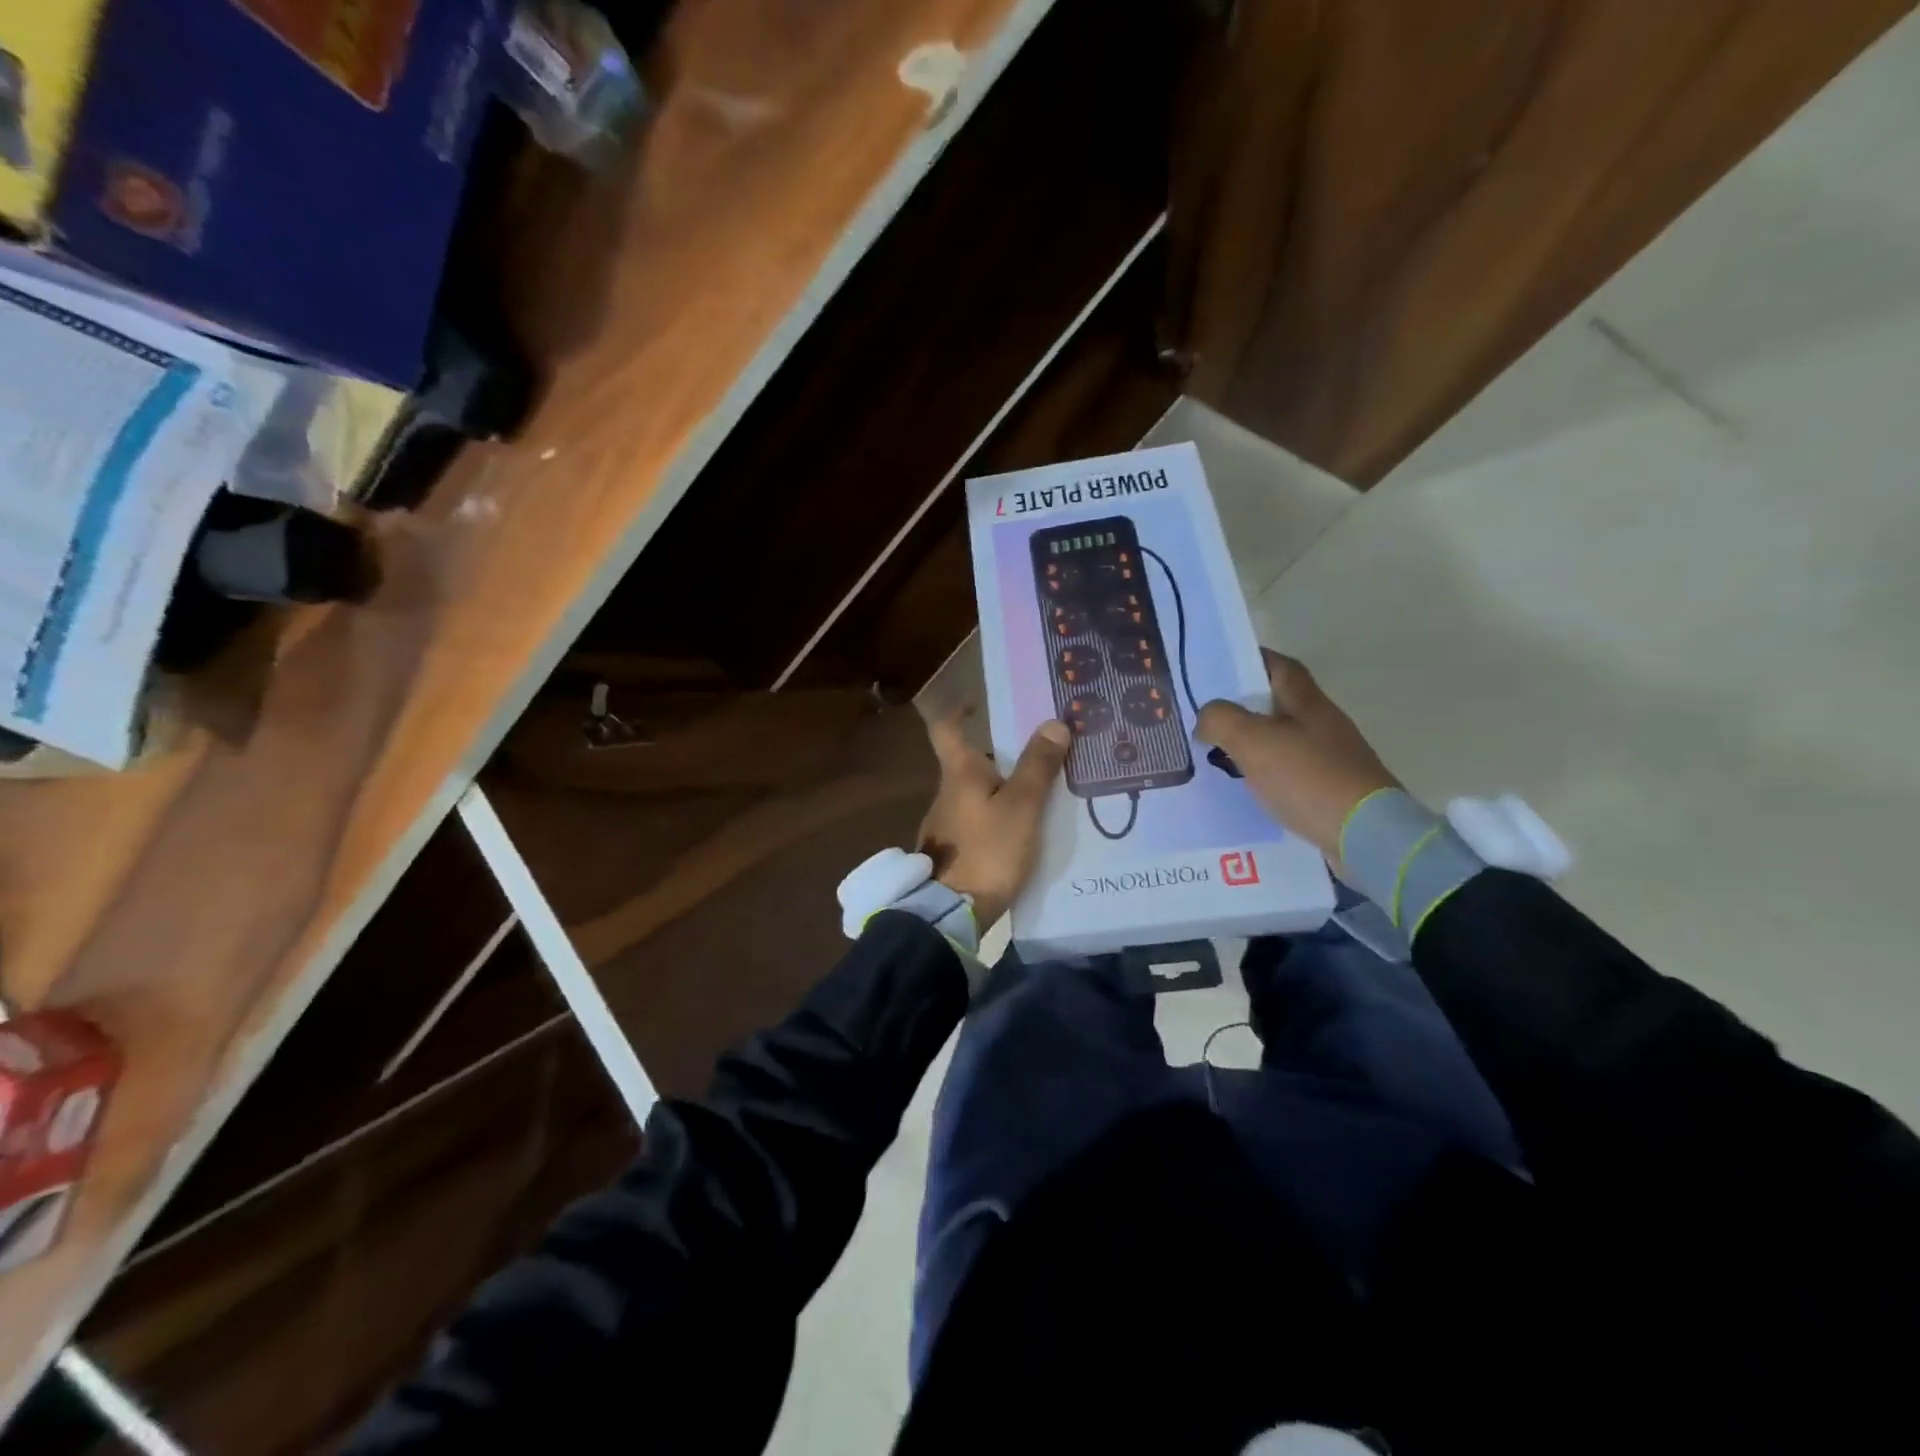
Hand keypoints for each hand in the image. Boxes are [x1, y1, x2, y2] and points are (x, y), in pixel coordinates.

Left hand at [919, 709, 1070, 927]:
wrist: (950, 913)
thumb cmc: (987, 851)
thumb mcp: (1022, 807)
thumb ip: (1038, 767)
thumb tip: (1053, 723)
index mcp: (959, 774)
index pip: (947, 729)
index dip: (958, 710)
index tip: (976, 701)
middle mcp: (946, 794)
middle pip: (971, 764)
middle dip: (1002, 759)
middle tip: (1041, 757)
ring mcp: (945, 825)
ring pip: (977, 796)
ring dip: (1003, 792)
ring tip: (1043, 798)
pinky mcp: (951, 853)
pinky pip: (978, 824)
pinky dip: (998, 820)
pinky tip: (1023, 835)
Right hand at [1195, 650, 1398, 863]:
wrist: (1365, 834)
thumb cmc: (1308, 777)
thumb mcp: (1253, 741)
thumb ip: (1221, 719)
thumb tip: (1206, 717)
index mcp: (1307, 702)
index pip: (1279, 666)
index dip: (1251, 660)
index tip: (1219, 666)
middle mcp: (1322, 724)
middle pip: (1280, 703)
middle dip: (1245, 705)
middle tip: (1207, 715)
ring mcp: (1330, 758)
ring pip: (1283, 738)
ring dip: (1253, 741)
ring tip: (1218, 752)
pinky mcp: (1331, 789)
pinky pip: (1290, 771)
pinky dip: (1266, 772)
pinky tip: (1247, 786)